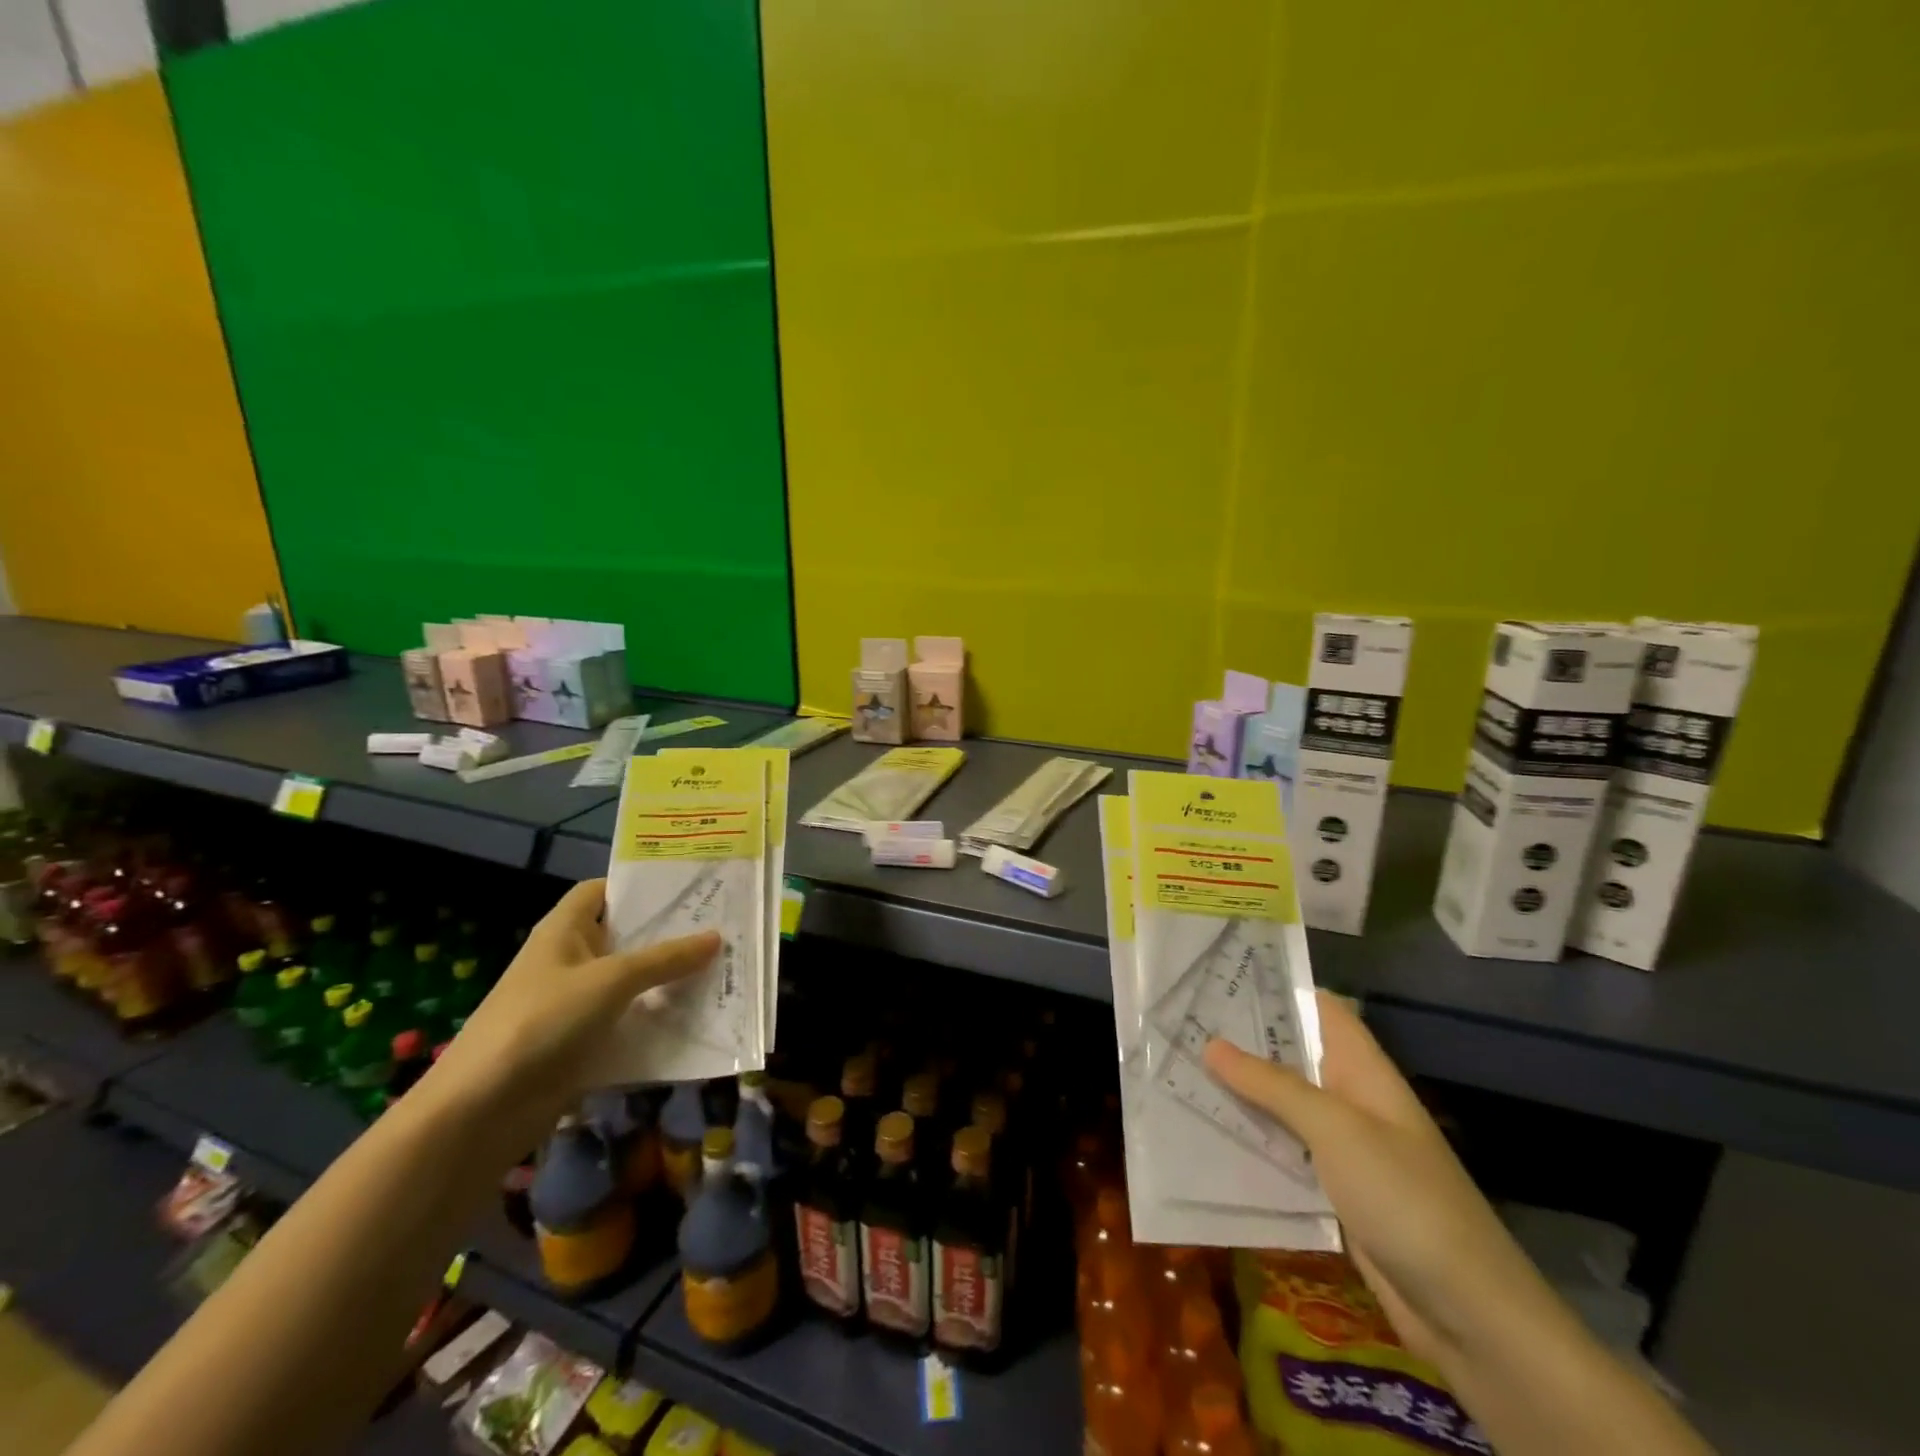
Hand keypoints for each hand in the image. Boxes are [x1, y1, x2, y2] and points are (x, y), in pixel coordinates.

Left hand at [421, 879, 717, 1157]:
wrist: (481, 1111)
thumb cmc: (542, 1022)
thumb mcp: (610, 981)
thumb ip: (665, 959)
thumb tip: (716, 937)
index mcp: (564, 931)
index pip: (602, 891)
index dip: (639, 886)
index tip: (688, 887)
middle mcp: (570, 961)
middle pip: (624, 937)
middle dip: (668, 934)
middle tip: (722, 927)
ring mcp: (574, 1005)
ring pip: (630, 984)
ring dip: (667, 981)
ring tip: (722, 970)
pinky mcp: (581, 1045)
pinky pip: (628, 1024)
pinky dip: (656, 1022)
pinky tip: (697, 1021)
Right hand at [1205, 993, 1560, 1374]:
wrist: (1467, 1311)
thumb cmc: (1404, 1196)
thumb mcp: (1335, 1129)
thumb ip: (1272, 1085)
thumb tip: (1211, 1043)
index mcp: (1363, 1070)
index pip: (1320, 1008)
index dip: (1277, 986)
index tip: (1220, 971)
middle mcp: (1352, 1099)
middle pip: (1293, 1055)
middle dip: (1243, 1039)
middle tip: (1181, 1019)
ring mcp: (1343, 1147)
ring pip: (1283, 1105)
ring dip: (1240, 1092)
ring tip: (1178, 1067)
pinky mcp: (1333, 1190)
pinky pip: (1284, 1153)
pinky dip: (1251, 1141)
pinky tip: (1206, 1134)